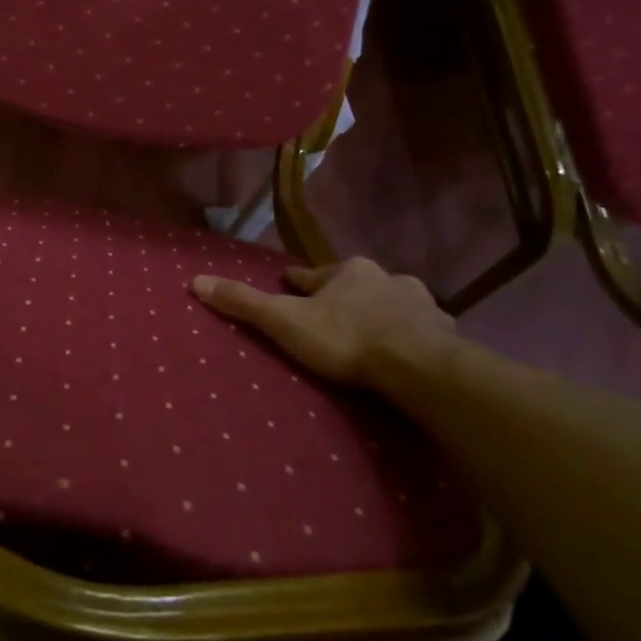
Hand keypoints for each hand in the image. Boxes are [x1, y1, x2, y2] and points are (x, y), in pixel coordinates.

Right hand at [190, 257, 455, 393]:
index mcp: (347, 271)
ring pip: (391, 303)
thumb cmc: (346, 339)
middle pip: (355, 284)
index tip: (289, 286)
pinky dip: (410, 336)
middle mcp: (386, 278)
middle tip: (330, 312)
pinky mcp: (445, 334)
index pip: (312, 274)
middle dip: (343, 295)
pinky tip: (407, 351)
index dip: (298, 283)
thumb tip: (196, 280)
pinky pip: (422, 330)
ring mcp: (420, 305)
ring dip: (380, 312)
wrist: (421, 369)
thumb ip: (244, 302)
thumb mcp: (285, 321)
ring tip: (370, 331)